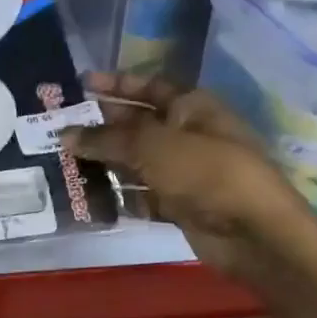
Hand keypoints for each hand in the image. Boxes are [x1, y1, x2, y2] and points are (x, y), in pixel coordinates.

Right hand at [62, 72, 315, 278]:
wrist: (254, 233)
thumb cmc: (205, 171)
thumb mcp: (151, 146)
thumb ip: (105, 139)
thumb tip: (64, 134)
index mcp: (191, 107)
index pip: (149, 87)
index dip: (116, 84)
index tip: (82, 84)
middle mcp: (188, 134)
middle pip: (138, 124)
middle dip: (102, 125)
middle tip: (62, 127)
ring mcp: (185, 171)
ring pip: (137, 161)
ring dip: (105, 162)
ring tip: (65, 162)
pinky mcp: (180, 204)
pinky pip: (142, 194)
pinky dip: (120, 195)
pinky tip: (88, 196)